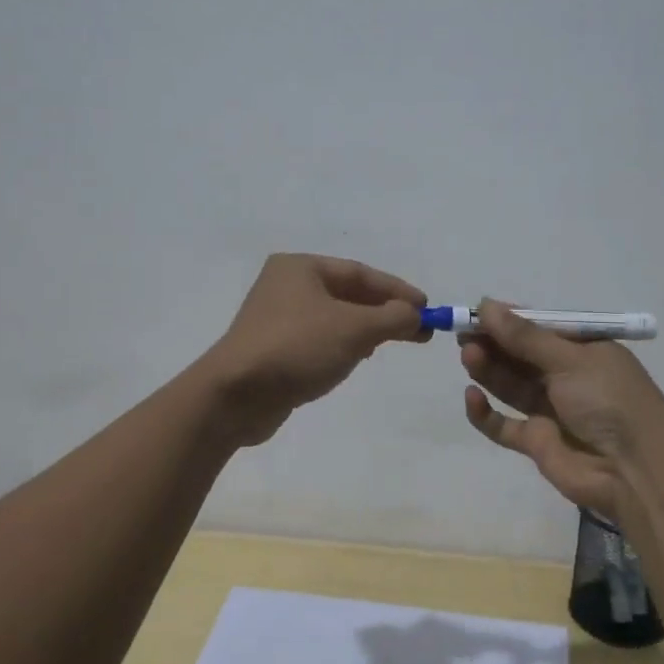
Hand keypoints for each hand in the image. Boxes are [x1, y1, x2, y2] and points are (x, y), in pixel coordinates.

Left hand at [202, 254, 427, 445]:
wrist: (235, 395)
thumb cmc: (297, 348)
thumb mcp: (354, 328)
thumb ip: (392, 317)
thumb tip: (415, 314)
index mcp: (301, 267)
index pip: (360, 273)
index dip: (397, 290)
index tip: (427, 308)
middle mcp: (286, 285)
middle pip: (348, 293)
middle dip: (385, 311)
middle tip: (419, 331)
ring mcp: (277, 318)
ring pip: (335, 317)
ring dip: (367, 328)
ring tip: (394, 343)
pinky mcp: (274, 348)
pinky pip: (320, 338)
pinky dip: (344, 344)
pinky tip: (358, 358)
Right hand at [460, 299, 663, 523]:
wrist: (635, 471)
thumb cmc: (609, 400)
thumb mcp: (569, 359)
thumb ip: (524, 337)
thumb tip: (486, 304)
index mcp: (583, 350)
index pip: (539, 328)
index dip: (509, 320)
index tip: (478, 312)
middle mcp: (565, 377)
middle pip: (520, 355)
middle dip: (493, 343)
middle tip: (463, 334)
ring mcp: (550, 410)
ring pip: (509, 384)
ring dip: (488, 369)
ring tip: (468, 355)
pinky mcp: (536, 442)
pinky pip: (503, 424)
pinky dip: (485, 413)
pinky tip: (472, 397)